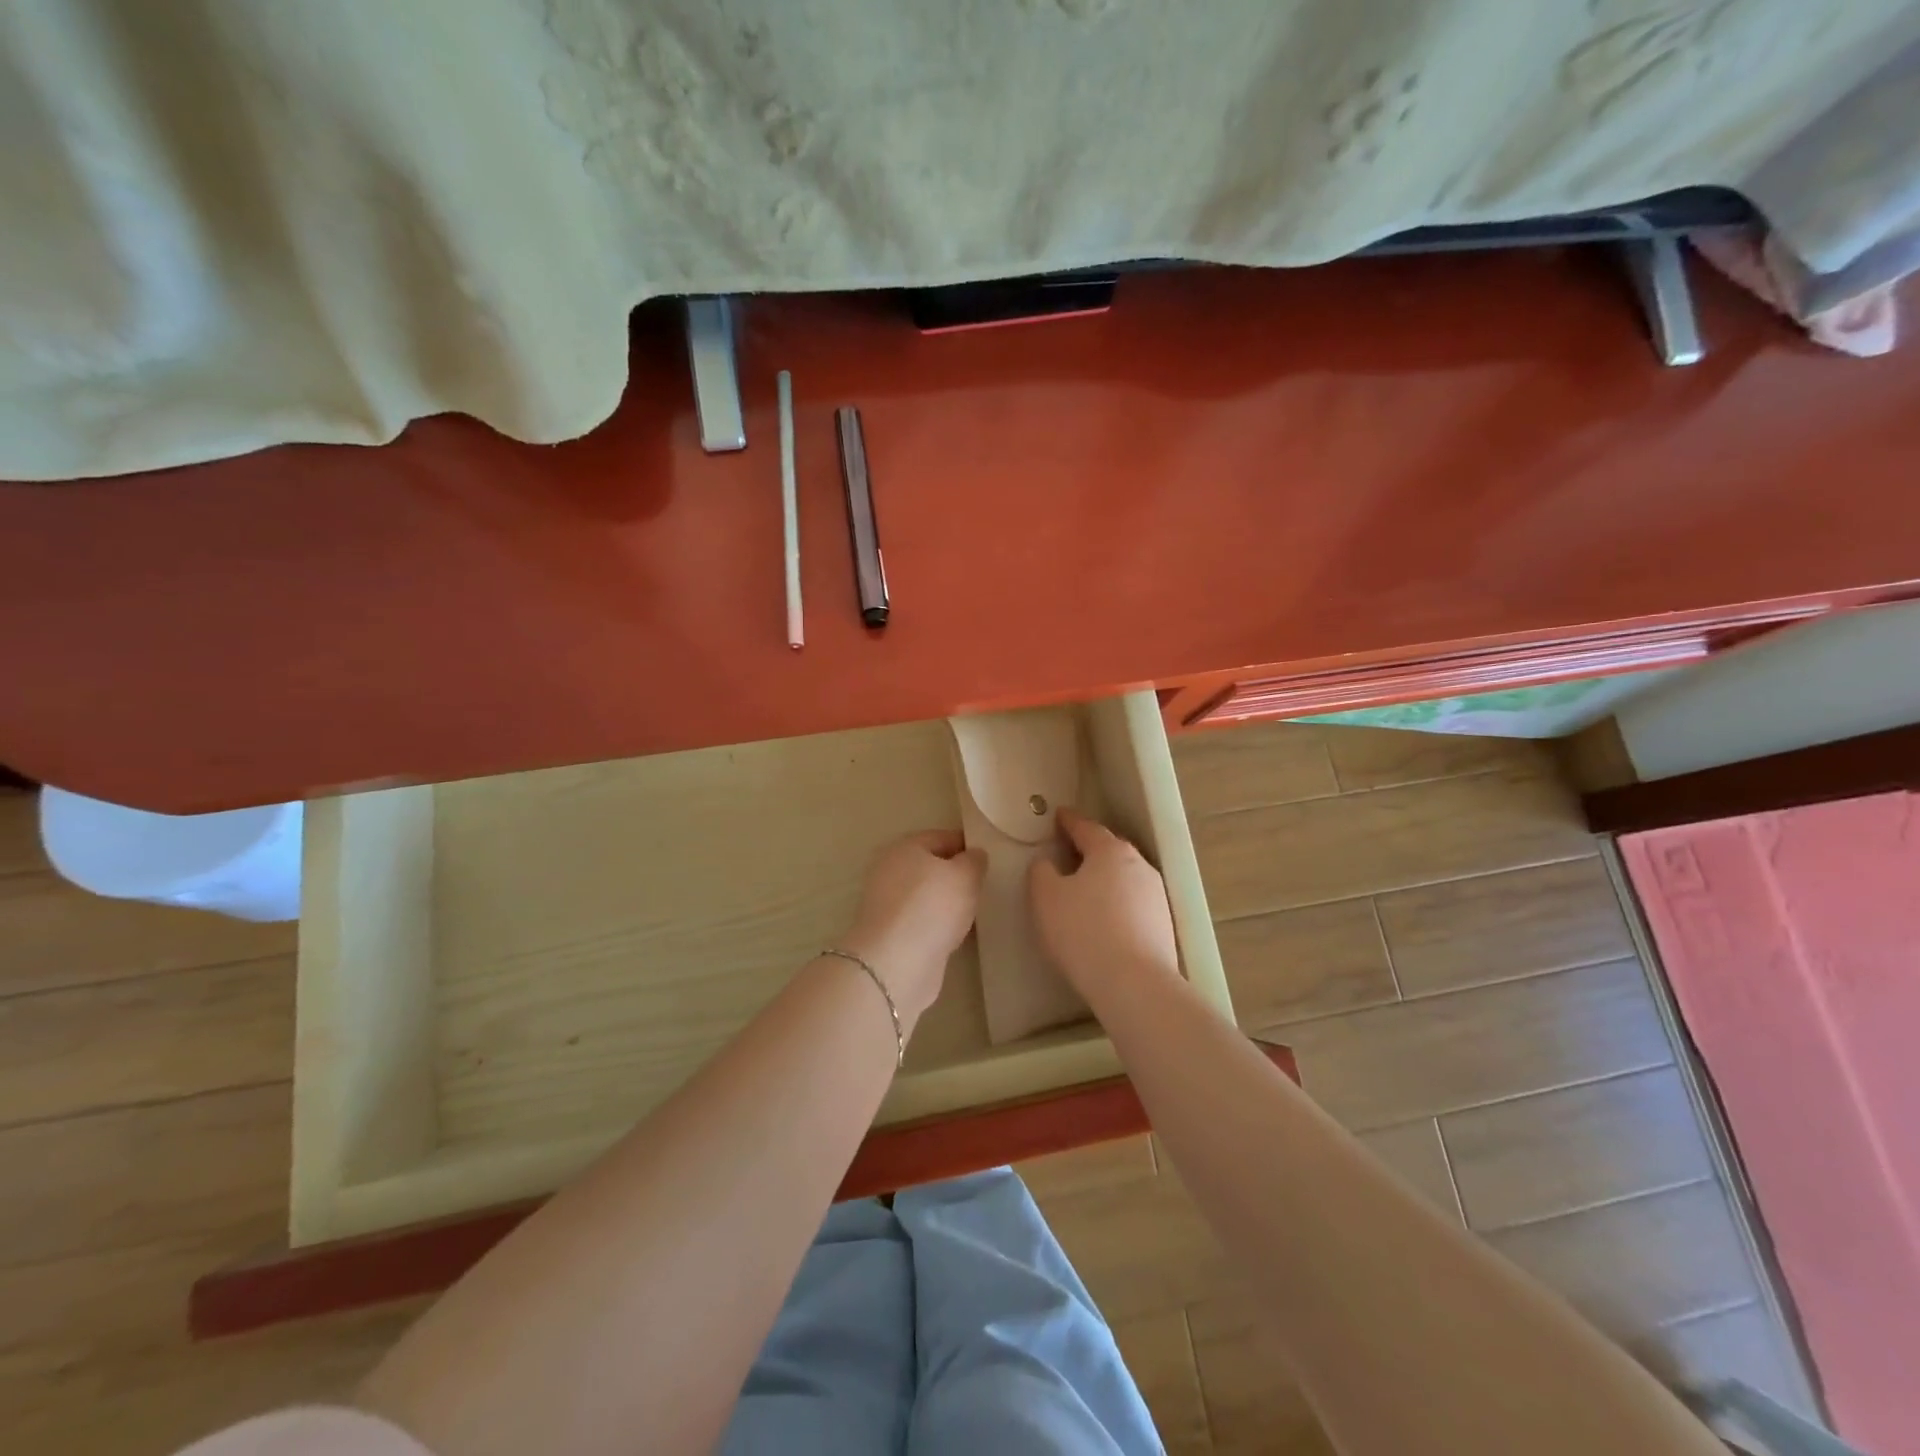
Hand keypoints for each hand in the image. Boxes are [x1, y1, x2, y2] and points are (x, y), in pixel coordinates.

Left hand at [839, 830, 984, 1030]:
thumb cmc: (933, 907)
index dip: (968, 845)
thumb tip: (974, 856)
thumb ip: (974, 861)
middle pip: (931, 866)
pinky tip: (957, 934)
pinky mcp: (890, 934)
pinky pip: (922, 921)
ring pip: (927, 895)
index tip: (991, 859)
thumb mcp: (965, 875)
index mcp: (904, 847)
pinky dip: (938, 925)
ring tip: (975, 912)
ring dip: (948, 903)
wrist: (896, 963)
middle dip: (957, 875)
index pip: (942, 837)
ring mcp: (887, 903)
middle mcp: (890, 870)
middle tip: (985, 886)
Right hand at [1030, 808, 1180, 1001]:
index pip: (1086, 827)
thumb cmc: (1083, 932)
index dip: (1069, 821)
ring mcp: (1156, 895)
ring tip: (1084, 889)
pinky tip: (1104, 919)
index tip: (1058, 816)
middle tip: (1068, 851)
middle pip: (1109, 849)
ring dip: (1104, 878)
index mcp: (1110, 851)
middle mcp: (1138, 865)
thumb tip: (1047, 863)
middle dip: (1089, 848)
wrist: (1135, 984)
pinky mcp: (1163, 924)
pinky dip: (1116, 903)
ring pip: (1124, 877)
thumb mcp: (1046, 898)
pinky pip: (1133, 903)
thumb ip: (1041, 872)